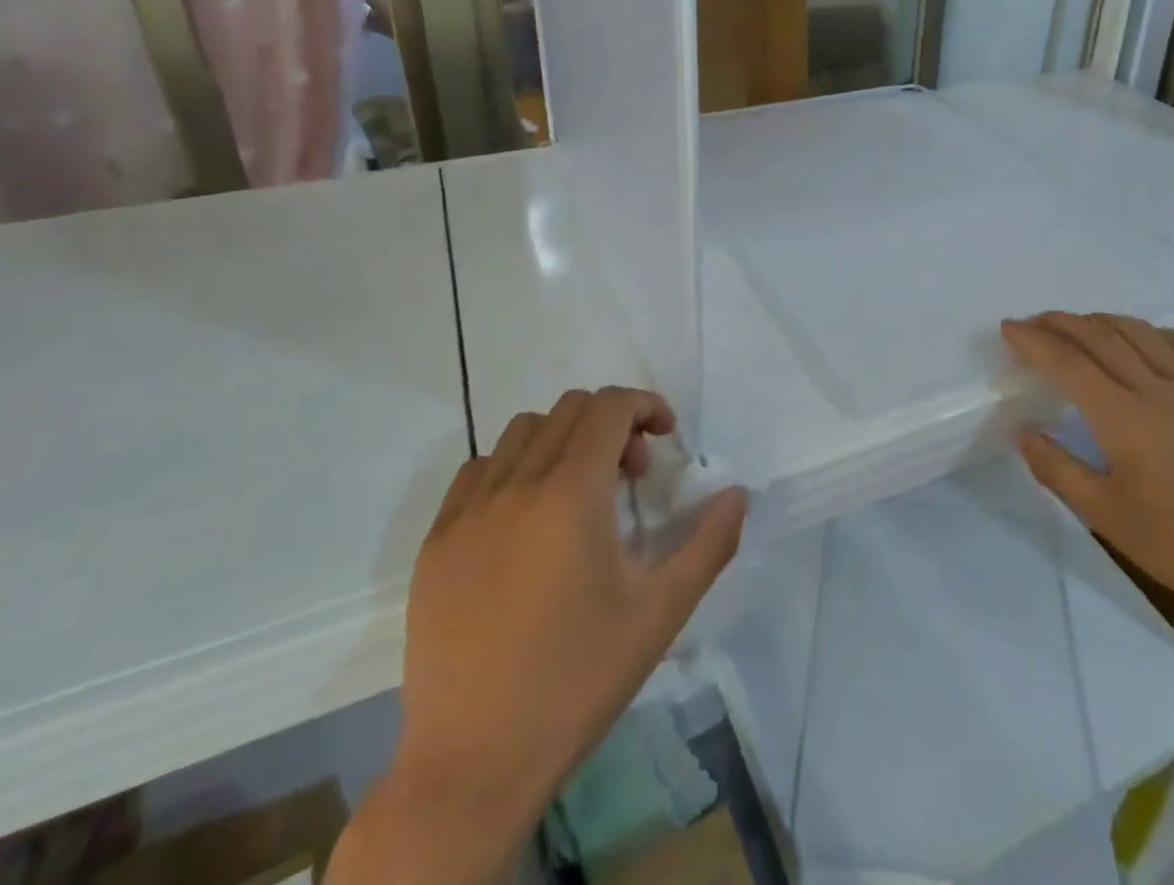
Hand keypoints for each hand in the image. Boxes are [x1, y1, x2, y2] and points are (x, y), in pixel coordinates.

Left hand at [333, 388, 746, 884]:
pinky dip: (514, 468)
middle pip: (569, 409)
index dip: (645, 406)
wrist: (472, 766)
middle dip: (611, 424)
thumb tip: (737, 494)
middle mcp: (515, 485)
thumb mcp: (659, 614)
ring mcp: (466, 512)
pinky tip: (526, 519)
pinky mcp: (435, 543)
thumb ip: (708, 544)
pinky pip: (478, 471)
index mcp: (569, 494)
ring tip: (579, 494)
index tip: (665, 438)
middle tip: (631, 477)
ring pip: (522, 432)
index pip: (608, 407)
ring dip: (563, 440)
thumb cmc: (576, 682)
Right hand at [1003, 312, 1173, 631]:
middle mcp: (1156, 391)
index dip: (1034, 340)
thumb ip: (1058, 470)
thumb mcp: (1107, 517)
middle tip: (1033, 322)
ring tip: (1080, 324)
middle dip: (1061, 323)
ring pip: (1142, 334)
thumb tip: (1023, 433)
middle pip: (1101, 338)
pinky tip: (1148, 338)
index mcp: (1123, 418)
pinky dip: (1158, 333)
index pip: (1068, 363)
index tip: (1008, 328)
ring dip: (1104, 321)